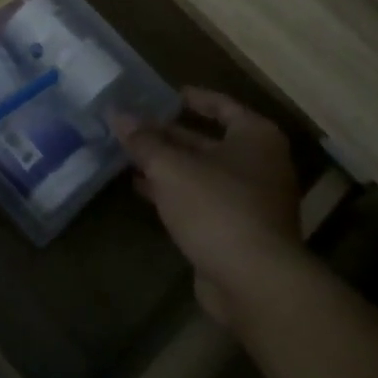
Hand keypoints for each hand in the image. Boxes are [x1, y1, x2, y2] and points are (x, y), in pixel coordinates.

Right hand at [110, 88, 304, 324]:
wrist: (254, 282)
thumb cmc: (217, 207)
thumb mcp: (171, 168)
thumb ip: (144, 141)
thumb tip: (117, 114)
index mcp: (255, 137)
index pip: (223, 106)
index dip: (194, 99)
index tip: (166, 95)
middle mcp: (260, 164)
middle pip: (209, 141)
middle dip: (170, 136)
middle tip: (134, 128)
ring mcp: (252, 201)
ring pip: (203, 174)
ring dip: (168, 167)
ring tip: (129, 157)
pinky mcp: (239, 232)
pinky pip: (202, 202)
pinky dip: (176, 194)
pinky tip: (143, 191)